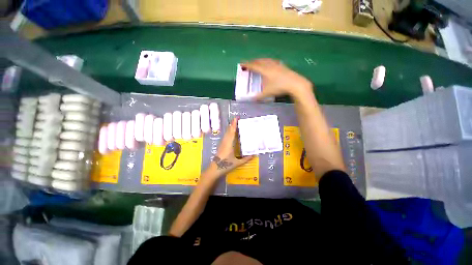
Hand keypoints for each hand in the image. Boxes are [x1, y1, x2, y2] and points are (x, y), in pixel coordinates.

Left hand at [206, 118, 254, 177]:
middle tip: (237, 118)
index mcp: (229, 144)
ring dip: (230, 127)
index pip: (232, 132)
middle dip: (232, 124)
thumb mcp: (237, 163)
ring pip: (226, 133)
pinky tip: (231, 132)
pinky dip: (229, 132)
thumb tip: (254, 155)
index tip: (236, 118)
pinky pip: (225, 136)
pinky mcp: (221, 145)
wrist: (214, 169)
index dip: (234, 124)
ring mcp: (222, 143)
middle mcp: (225, 141)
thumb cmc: (225, 165)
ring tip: (235, 123)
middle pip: (229, 130)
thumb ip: (246, 159)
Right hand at [240, 58, 312, 99]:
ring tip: (257, 62)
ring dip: (260, 60)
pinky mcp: (282, 65)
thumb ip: (258, 97)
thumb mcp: (267, 93)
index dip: (246, 65)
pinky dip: (267, 61)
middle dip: (252, 62)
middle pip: (259, 61)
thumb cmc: (279, 87)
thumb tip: (252, 100)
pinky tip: (270, 63)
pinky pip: (272, 61)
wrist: (295, 84)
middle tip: (248, 64)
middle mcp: (269, 65)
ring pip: (266, 60)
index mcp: (264, 70)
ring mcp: (277, 64)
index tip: (241, 64)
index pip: (253, 66)